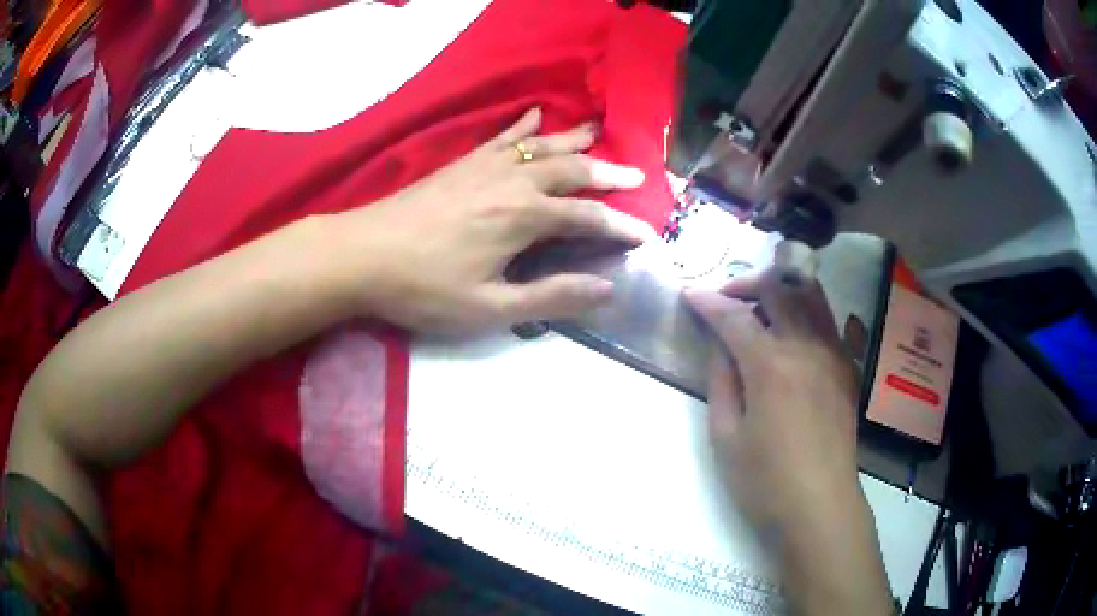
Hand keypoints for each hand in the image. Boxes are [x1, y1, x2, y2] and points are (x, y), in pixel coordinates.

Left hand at [328, 108, 655, 333]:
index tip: (646, 235)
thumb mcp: (490, 308)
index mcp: (524, 218)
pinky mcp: (462, 163)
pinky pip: (501, 137)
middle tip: (638, 175)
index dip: (620, 227)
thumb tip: (607, 289)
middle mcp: (513, 182)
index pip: (588, 218)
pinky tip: (536, 114)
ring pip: (541, 146)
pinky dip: (524, 126)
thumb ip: (551, 297)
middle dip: (608, 172)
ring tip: (599, 132)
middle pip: (572, 170)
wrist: (363, 254)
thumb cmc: (424, 288)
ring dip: (574, 141)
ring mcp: (485, 167)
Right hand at [685, 241, 892, 614]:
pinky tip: (793, 332)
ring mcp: (833, 354)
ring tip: (761, 306)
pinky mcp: (847, 368)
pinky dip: (807, 311)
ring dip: (782, 289)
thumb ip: (721, 381)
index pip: (735, 316)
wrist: (820, 505)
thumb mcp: (725, 437)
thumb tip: (721, 346)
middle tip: (725, 299)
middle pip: (779, 289)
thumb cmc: (765, 481)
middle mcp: (806, 347)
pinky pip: (829, 321)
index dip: (708, 301)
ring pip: (811, 295)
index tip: (689, 294)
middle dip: (746, 284)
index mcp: (771, 366)